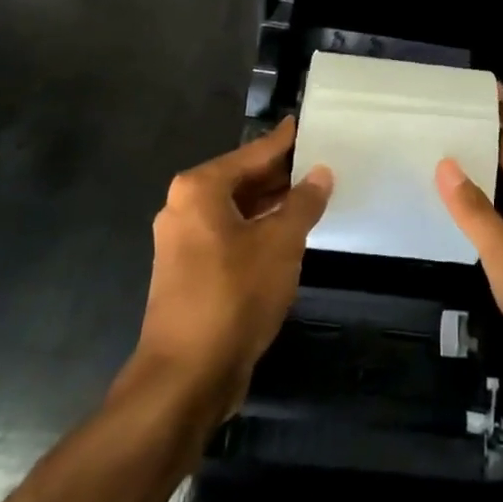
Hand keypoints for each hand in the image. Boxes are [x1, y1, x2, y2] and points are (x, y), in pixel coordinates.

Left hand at [134, 119, 332, 412]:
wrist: (186, 377)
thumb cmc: (234, 294)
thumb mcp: (281, 242)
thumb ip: (303, 202)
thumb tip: (320, 172)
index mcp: (200, 189)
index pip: (252, 153)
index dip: (283, 141)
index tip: (304, 124)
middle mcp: (184, 208)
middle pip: (241, 179)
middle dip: (279, 175)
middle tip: (319, 162)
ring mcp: (182, 243)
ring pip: (235, 211)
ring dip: (270, 205)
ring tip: (311, 197)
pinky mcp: (188, 273)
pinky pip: (229, 237)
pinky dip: (256, 231)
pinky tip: (287, 237)